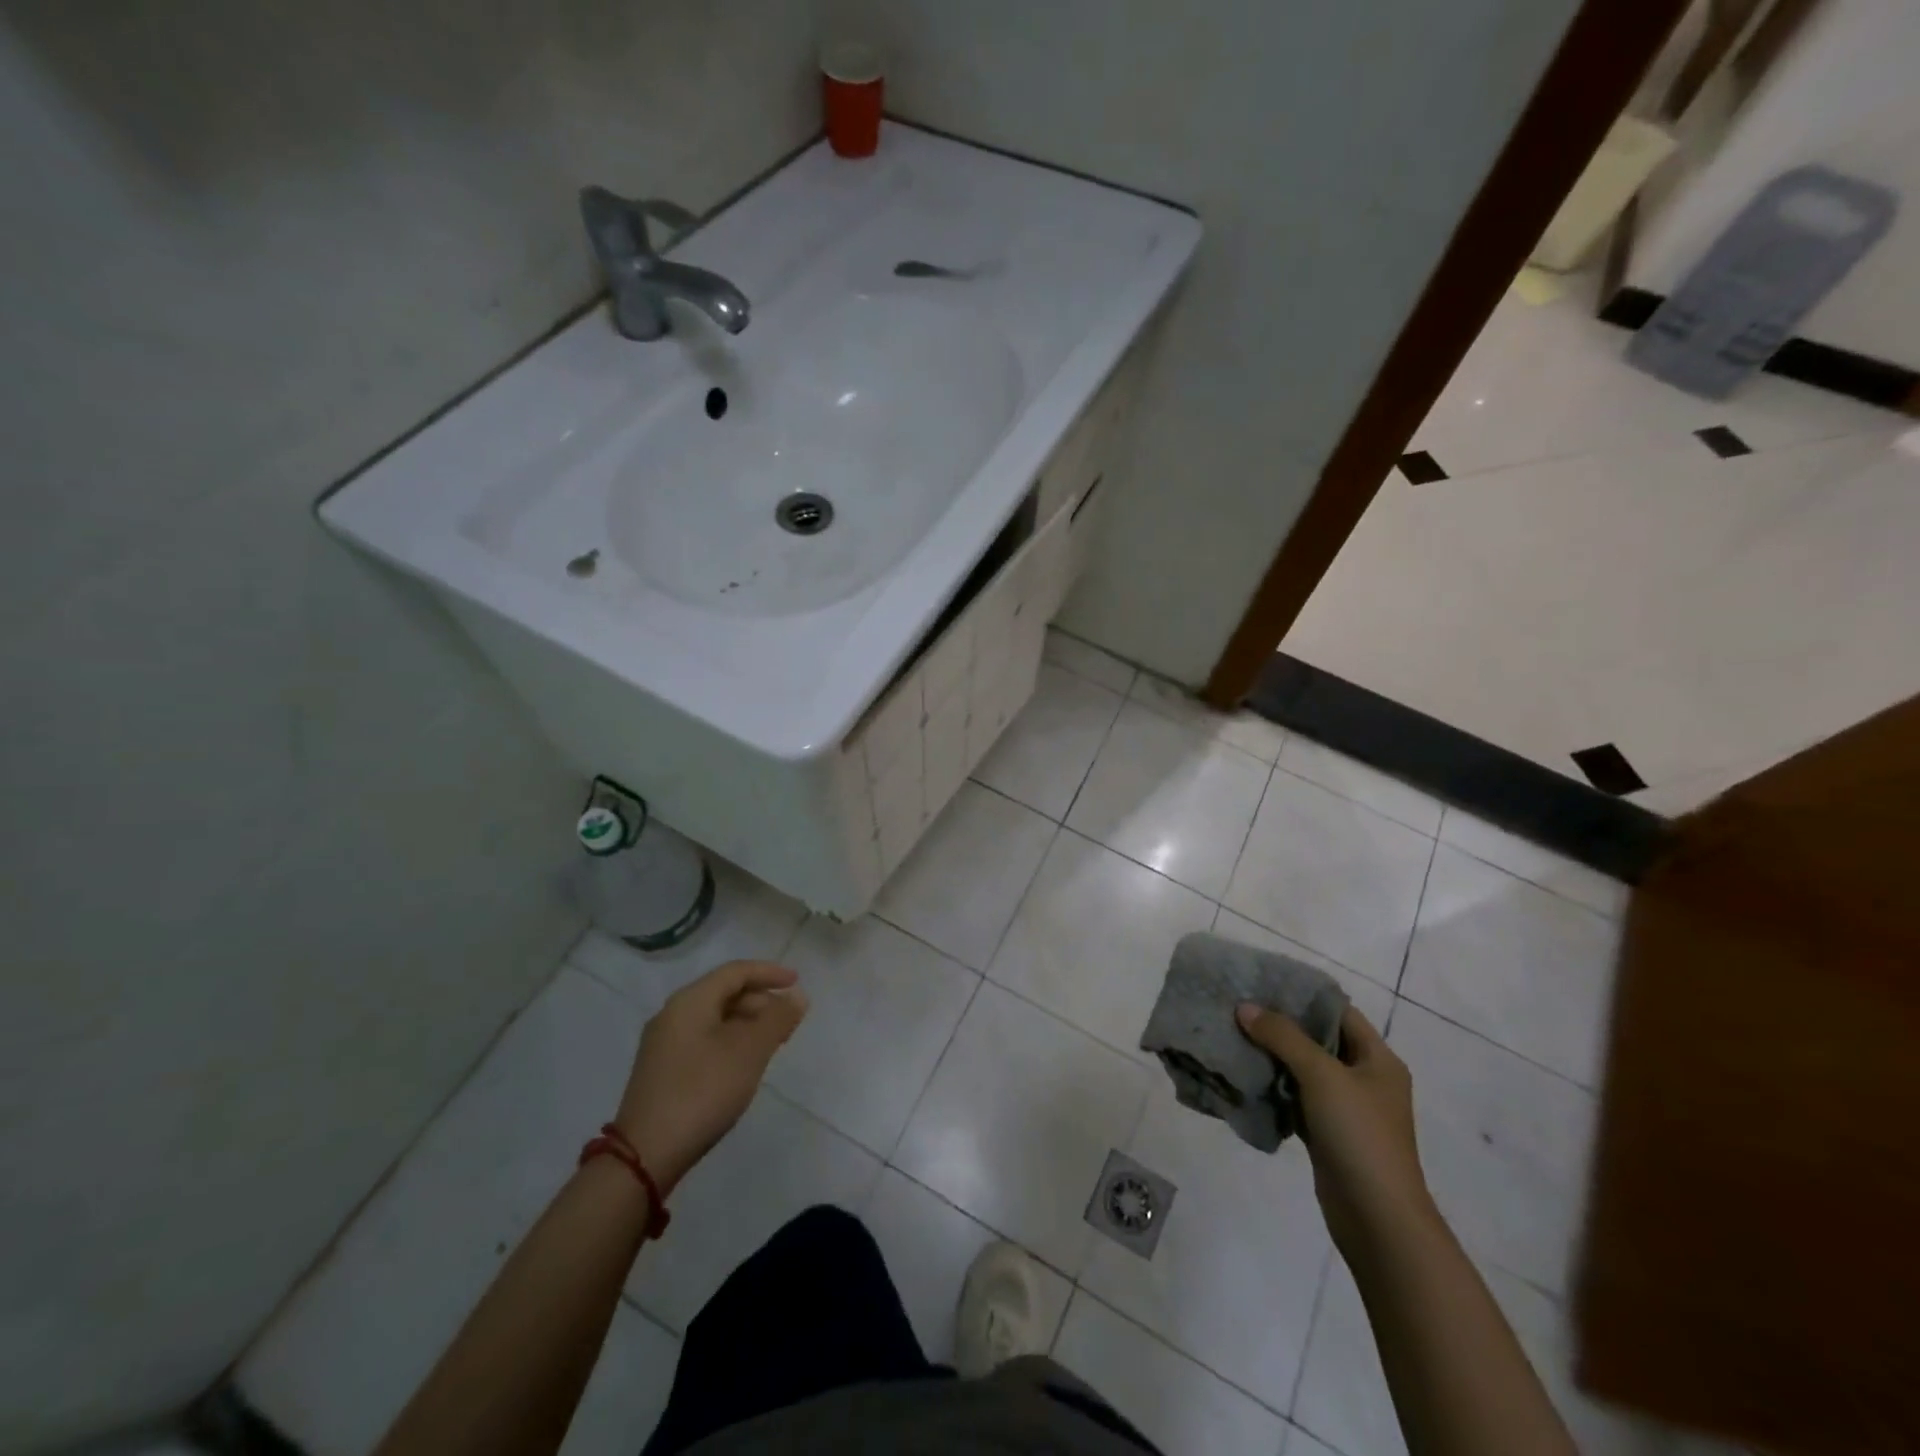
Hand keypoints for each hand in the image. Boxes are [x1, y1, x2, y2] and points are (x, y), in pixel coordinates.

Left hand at [613, 961, 807, 1196]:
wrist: (646, 1155)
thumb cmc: (703, 1091)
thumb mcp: (749, 1051)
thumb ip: (777, 1018)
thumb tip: (797, 995)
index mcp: (690, 1001)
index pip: (735, 972)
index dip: (769, 973)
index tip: (798, 982)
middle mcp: (673, 1014)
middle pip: (724, 993)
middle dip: (761, 1002)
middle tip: (789, 1021)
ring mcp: (664, 1044)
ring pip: (715, 1019)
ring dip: (748, 1024)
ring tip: (773, 1043)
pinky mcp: (663, 1071)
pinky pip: (704, 1040)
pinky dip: (731, 1041)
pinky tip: (745, 1064)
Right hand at [1236, 1003, 1436, 1252]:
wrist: (1378, 1220)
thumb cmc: (1359, 1136)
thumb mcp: (1321, 1076)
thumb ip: (1282, 1037)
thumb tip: (1244, 1007)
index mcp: (1377, 1059)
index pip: (1337, 1011)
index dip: (1302, 995)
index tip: (1261, 982)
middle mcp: (1364, 1078)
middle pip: (1317, 1039)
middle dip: (1279, 1025)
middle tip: (1238, 1008)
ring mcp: (1346, 1109)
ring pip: (1303, 1070)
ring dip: (1272, 1056)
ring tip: (1233, 1036)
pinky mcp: (1327, 1134)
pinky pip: (1295, 1098)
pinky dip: (1273, 1088)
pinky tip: (1243, 1077)